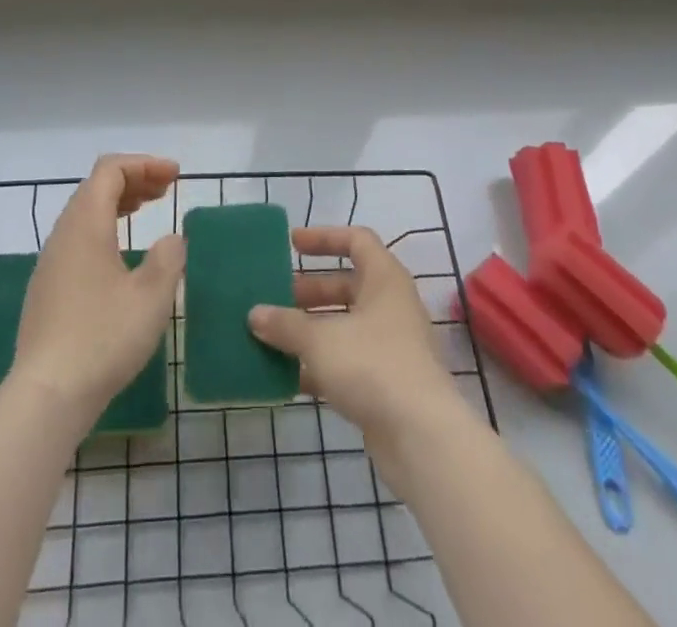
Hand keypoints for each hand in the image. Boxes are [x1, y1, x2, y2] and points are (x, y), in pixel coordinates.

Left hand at [12, 155, 183, 429]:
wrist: (47, 395)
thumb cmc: (103, 338)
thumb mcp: (152, 297)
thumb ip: (168, 258)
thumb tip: (171, 239)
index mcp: (86, 223)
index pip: (111, 170)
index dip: (144, 164)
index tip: (175, 176)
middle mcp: (63, 233)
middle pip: (96, 186)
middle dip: (133, 180)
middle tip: (166, 189)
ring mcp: (51, 261)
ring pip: (85, 212)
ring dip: (119, 203)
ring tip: (147, 209)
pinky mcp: (47, 287)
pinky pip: (78, 237)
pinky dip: (105, 227)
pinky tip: (122, 253)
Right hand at [248, 226, 461, 449]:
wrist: (422, 438)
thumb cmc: (373, 366)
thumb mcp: (320, 339)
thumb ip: (285, 324)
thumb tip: (254, 314)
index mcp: (384, 279)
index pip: (356, 241)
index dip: (324, 237)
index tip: (292, 245)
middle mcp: (390, 306)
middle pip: (346, 285)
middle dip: (309, 291)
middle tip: (274, 297)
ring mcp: (390, 347)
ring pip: (344, 326)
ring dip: (310, 329)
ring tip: (272, 335)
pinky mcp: (385, 384)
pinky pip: (346, 362)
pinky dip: (319, 365)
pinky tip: (287, 375)